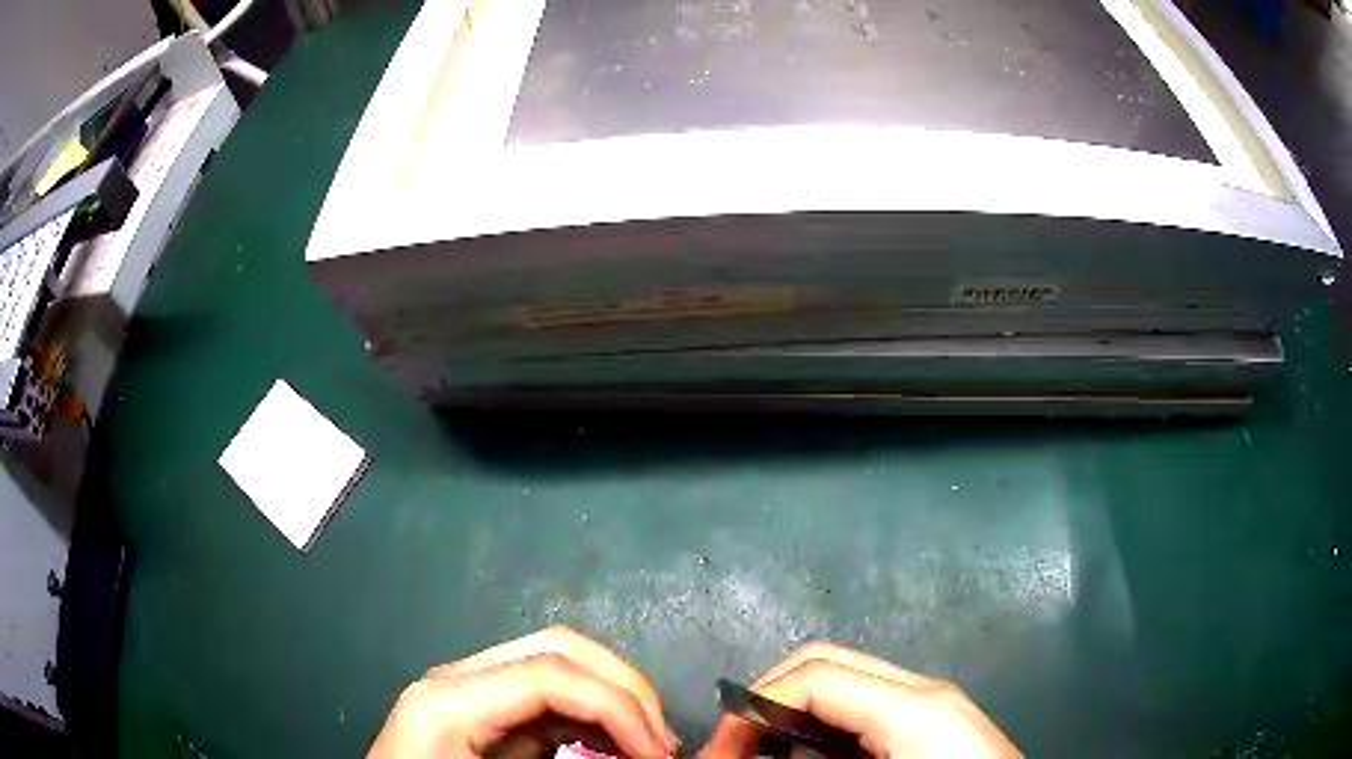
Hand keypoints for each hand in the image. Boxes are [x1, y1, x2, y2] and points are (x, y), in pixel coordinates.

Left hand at [370, 626, 679, 758]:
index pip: (551, 674)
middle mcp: (455, 680)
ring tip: (647, 743)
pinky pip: (544, 694)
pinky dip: (590, 714)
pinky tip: (611, 744)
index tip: (660, 755)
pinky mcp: (477, 708)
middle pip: (557, 648)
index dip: (620, 707)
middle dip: (625, 689)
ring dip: (613, 697)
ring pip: (556, 662)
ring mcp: (464, 688)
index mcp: (448, 702)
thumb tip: (628, 756)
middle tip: (661, 744)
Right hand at [702, 642, 1018, 758]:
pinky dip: (822, 733)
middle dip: (766, 704)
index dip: (753, 707)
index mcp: (912, 705)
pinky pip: (863, 714)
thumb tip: (753, 756)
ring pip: (842, 688)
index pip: (813, 675)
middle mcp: (922, 692)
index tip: (719, 753)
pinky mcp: (931, 727)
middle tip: (732, 752)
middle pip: (825, 665)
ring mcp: (931, 708)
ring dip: (791, 719)